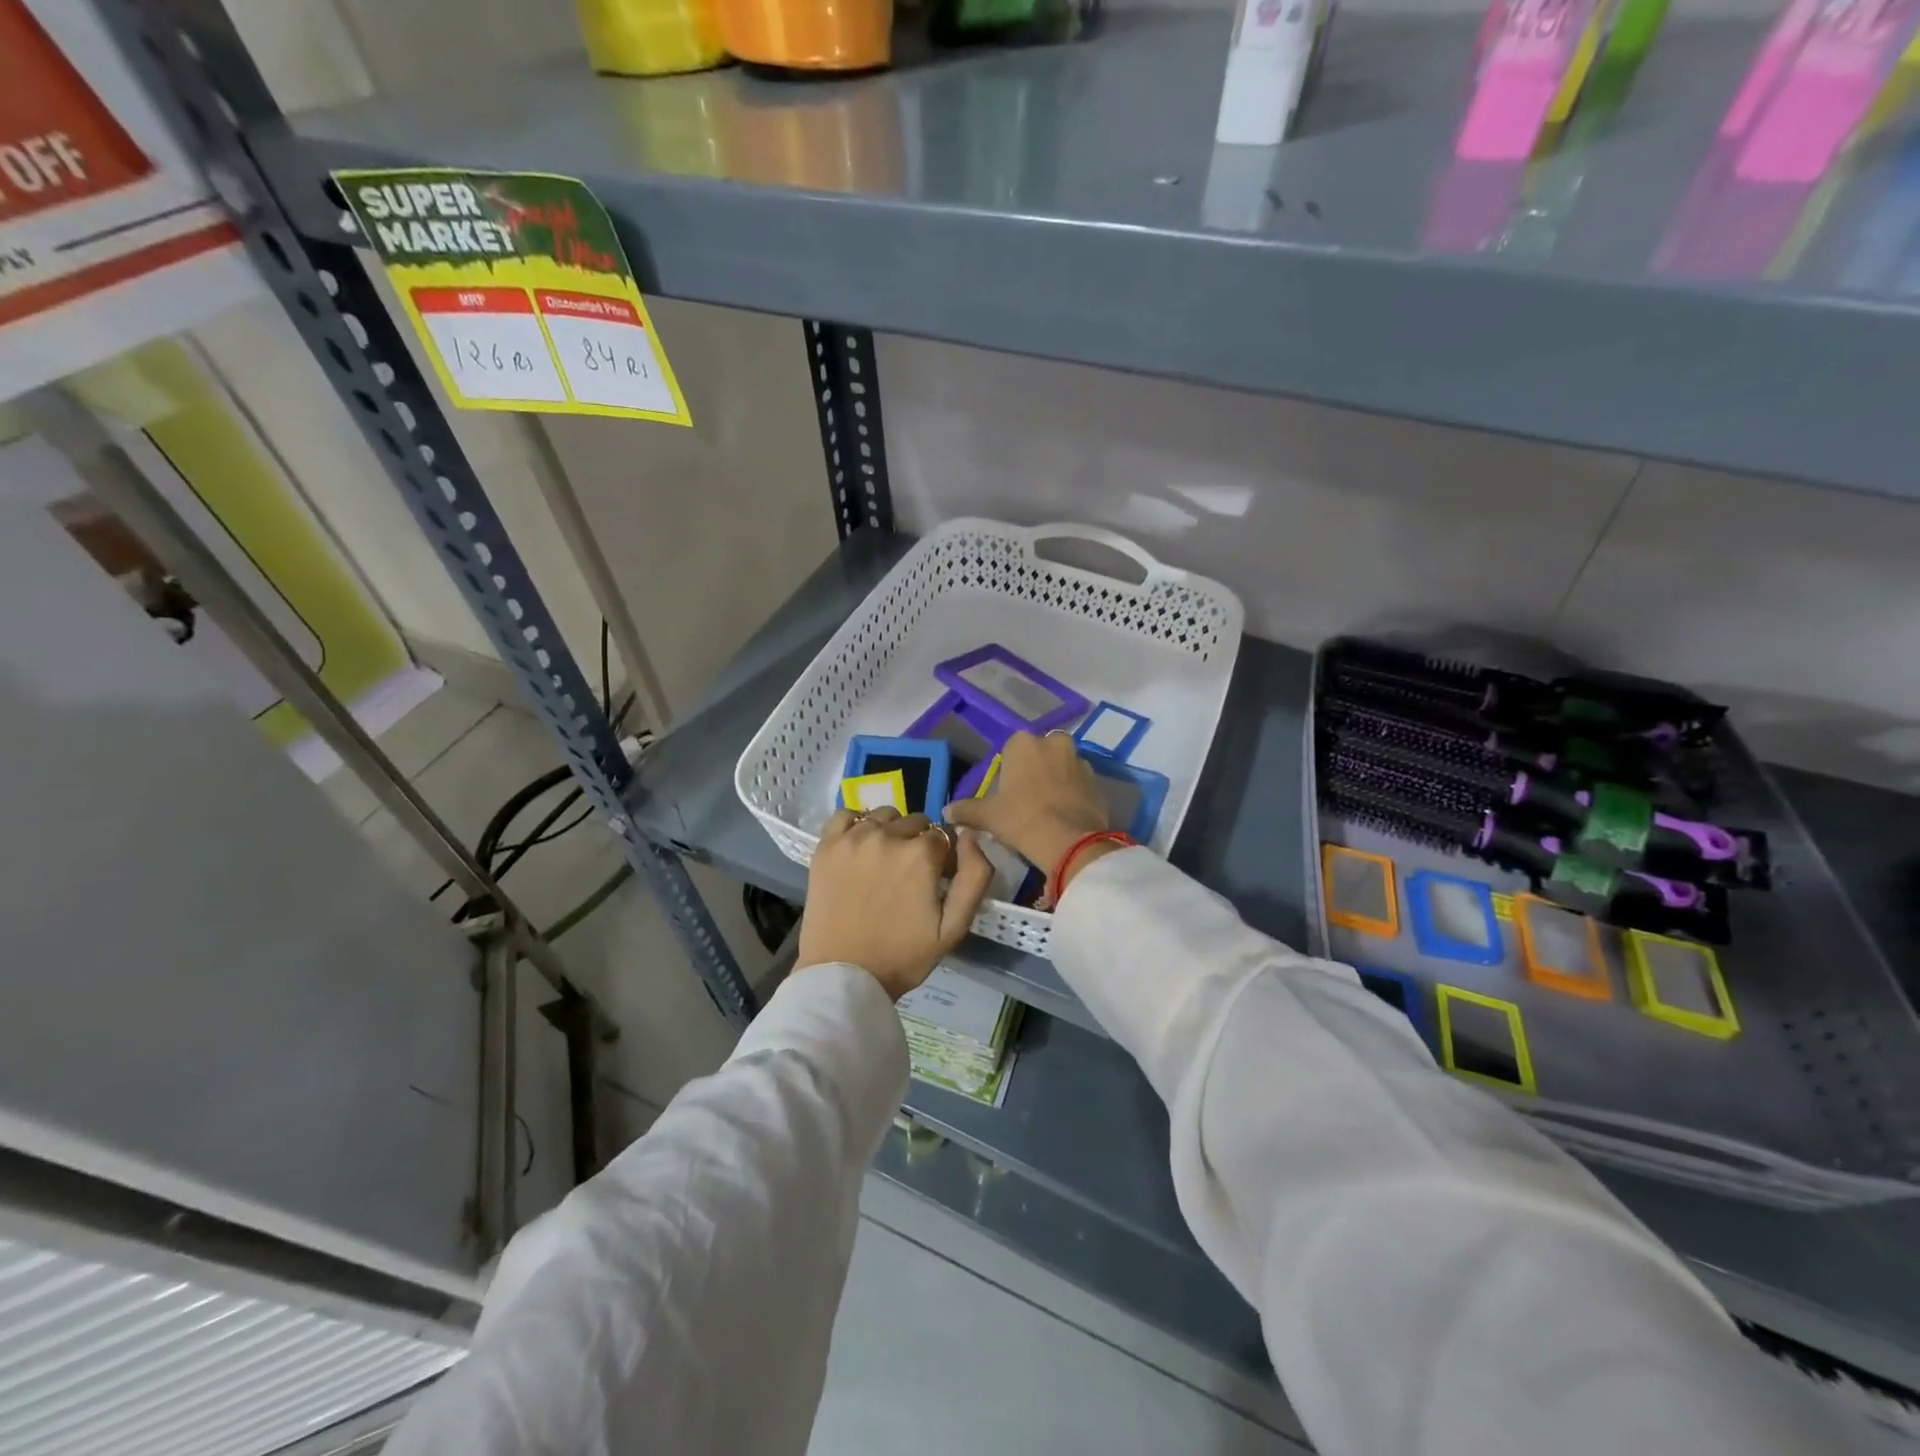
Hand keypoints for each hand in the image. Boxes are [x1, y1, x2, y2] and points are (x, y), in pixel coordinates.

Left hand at [796, 807, 995, 998]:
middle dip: (918, 843)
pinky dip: (856, 824)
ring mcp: (853, 838)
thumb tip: (970, 836)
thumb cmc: (902, 956)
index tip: (936, 879)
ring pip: (884, 816)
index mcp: (921, 855)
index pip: (943, 836)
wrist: (843, 976)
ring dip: (890, 832)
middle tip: (909, 875)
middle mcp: (888, 836)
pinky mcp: (826, 846)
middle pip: (915, 822)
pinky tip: (859, 847)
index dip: (943, 857)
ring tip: (884, 862)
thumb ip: (975, 877)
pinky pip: (846, 815)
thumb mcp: (954, 928)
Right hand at [945, 732, 1122, 899]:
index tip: (1007, 793)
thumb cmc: (1021, 818)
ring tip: (1048, 809)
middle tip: (1027, 799)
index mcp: (1024, 742)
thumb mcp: (987, 816)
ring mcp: (1080, 760)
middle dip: (1036, 770)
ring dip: (1057, 781)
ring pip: (1063, 767)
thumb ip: (966, 810)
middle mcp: (1054, 742)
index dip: (1009, 771)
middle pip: (1041, 754)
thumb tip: (946, 811)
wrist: (1069, 841)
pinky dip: (1074, 795)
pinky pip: (1080, 785)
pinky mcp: (1098, 782)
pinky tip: (1065, 816)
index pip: (1012, 749)